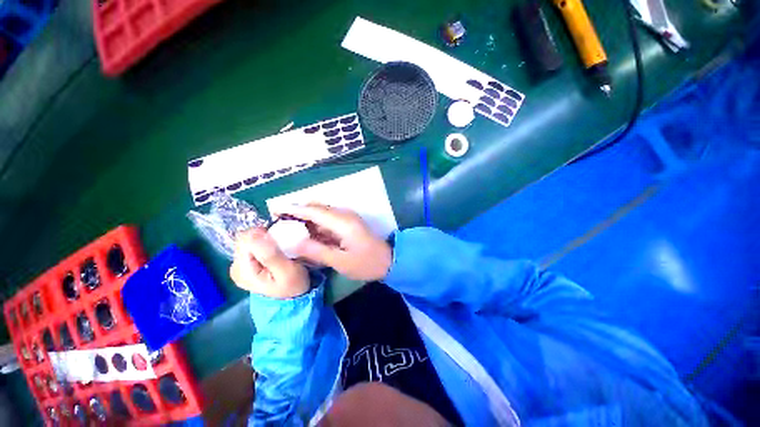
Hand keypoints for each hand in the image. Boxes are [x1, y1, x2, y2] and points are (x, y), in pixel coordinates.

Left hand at [229, 228, 309, 298]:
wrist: (293, 298)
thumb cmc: (292, 285)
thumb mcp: (287, 271)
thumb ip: (270, 254)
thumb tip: (254, 234)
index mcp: (242, 270)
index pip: (246, 238)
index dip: (264, 235)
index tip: (279, 244)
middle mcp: (236, 266)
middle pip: (246, 238)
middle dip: (265, 238)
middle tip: (282, 249)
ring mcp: (240, 265)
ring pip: (250, 240)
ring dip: (267, 241)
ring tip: (280, 252)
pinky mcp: (246, 264)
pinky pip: (254, 245)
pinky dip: (266, 245)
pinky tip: (275, 253)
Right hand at [274, 204, 391, 281]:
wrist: (388, 261)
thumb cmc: (366, 263)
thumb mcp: (341, 261)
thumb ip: (317, 251)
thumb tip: (294, 242)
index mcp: (343, 222)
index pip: (314, 211)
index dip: (294, 209)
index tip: (275, 210)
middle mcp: (344, 215)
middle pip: (317, 209)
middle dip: (298, 212)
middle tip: (278, 221)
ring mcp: (347, 219)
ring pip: (322, 214)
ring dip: (306, 218)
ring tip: (287, 227)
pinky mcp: (348, 224)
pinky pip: (328, 220)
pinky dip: (316, 224)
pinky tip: (306, 233)